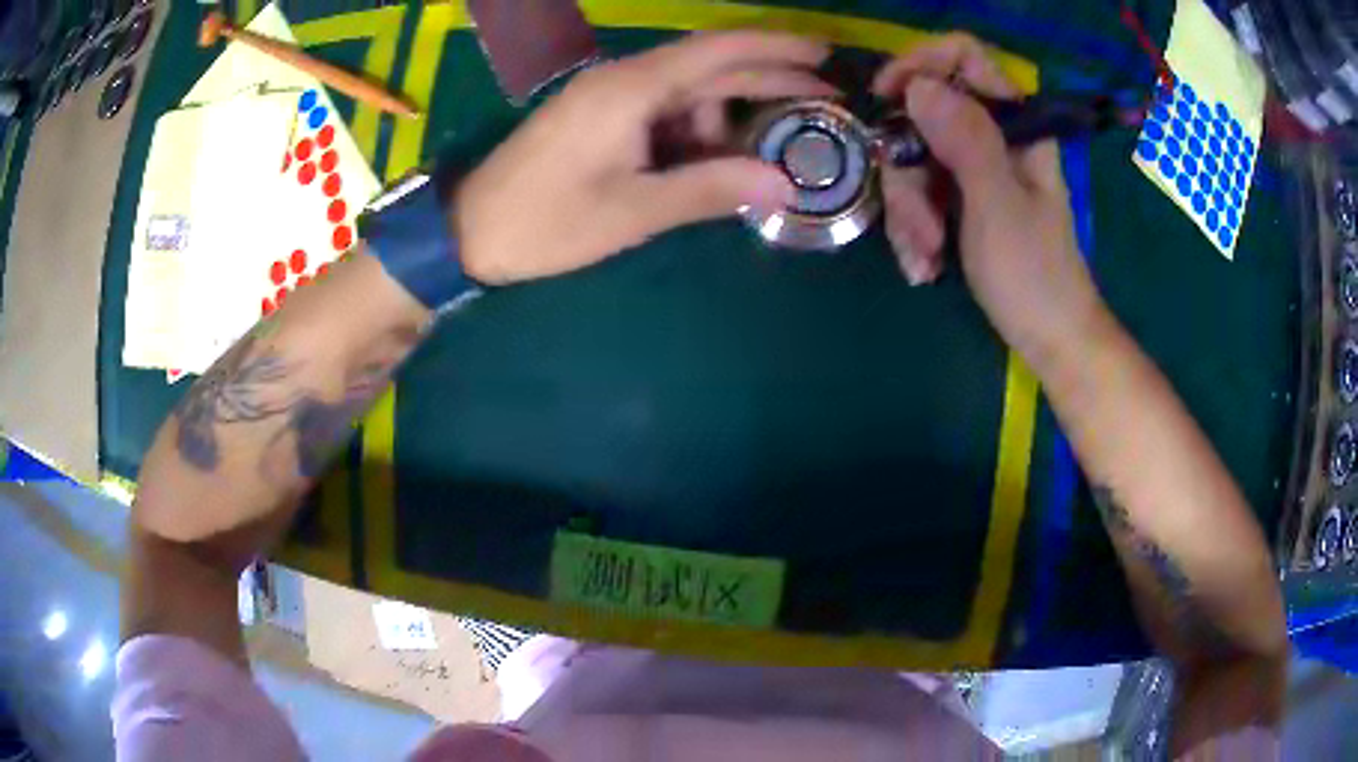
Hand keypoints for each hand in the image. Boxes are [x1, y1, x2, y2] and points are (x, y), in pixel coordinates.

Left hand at [456, 32, 835, 284]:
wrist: (469, 231)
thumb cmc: (546, 222)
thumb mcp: (634, 211)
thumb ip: (711, 190)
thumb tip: (785, 184)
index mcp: (632, 89)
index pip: (719, 52)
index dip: (777, 49)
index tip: (826, 55)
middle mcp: (625, 81)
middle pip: (711, 68)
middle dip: (770, 79)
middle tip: (825, 98)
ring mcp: (610, 98)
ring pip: (689, 95)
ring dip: (731, 120)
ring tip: (767, 156)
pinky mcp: (601, 118)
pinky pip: (664, 114)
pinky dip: (697, 134)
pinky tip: (716, 161)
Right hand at [873, 34, 1110, 368]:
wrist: (1050, 339)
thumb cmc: (1035, 276)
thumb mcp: (998, 205)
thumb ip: (965, 140)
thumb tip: (918, 86)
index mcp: (1015, 125)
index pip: (964, 58)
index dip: (920, 65)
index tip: (886, 99)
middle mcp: (992, 137)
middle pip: (923, 117)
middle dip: (908, 173)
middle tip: (919, 226)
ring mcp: (974, 168)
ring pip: (913, 159)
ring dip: (908, 213)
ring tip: (924, 260)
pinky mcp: (961, 199)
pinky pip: (918, 192)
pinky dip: (913, 230)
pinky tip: (925, 266)